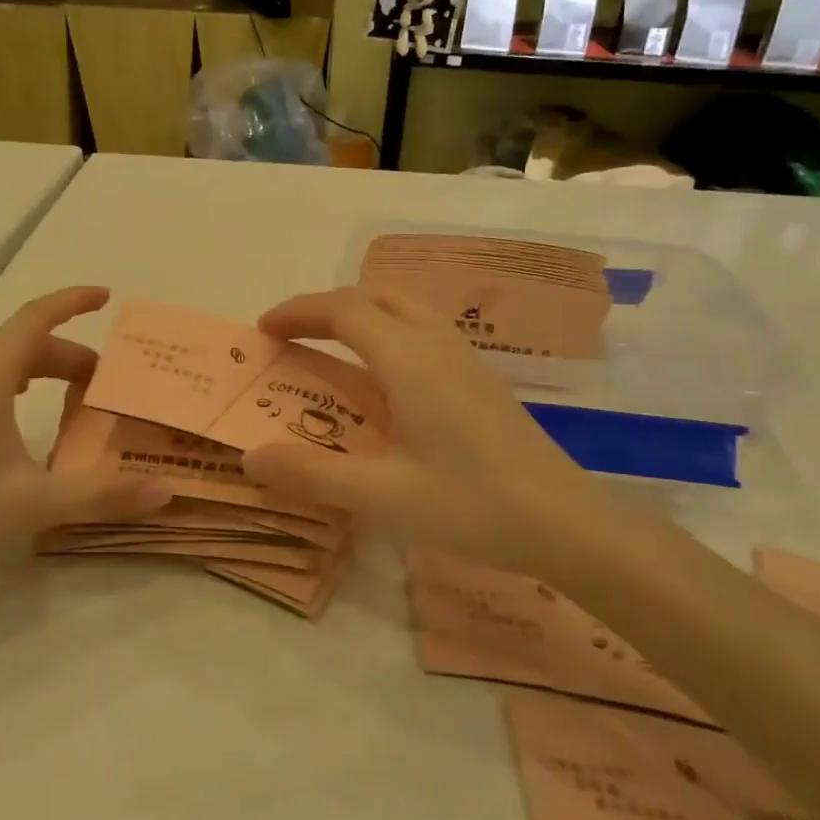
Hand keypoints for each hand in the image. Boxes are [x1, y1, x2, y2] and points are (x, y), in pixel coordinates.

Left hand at [0, 287, 169, 595]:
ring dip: (42, 371)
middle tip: (103, 384)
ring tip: (72, 398)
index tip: (106, 296)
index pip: (36, 317)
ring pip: (2, 363)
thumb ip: (103, 494)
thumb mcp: (37, 502)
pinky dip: (15, 384)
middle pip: (25, 344)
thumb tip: (165, 492)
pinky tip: (21, 416)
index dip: (73, 301)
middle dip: (70, 356)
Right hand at [241, 288, 616, 569]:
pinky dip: (387, 329)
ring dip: (360, 312)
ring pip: (404, 305)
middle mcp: (436, 344)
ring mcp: (464, 357)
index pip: (343, 310)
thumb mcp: (384, 497)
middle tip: (293, 337)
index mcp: (409, 360)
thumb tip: (250, 456)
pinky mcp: (480, 376)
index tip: (263, 331)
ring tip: (332, 347)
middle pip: (373, 296)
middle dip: (325, 307)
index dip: (298, 311)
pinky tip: (385, 376)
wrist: (569, 524)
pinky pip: (423, 327)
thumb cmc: (474, 506)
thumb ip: (313, 474)